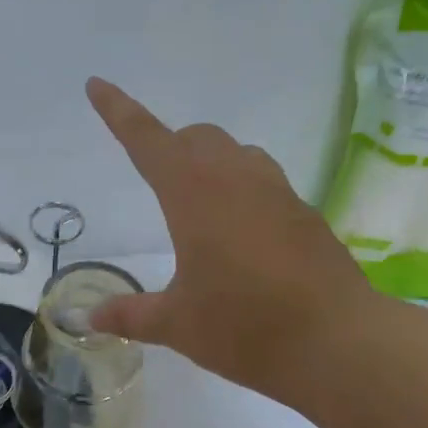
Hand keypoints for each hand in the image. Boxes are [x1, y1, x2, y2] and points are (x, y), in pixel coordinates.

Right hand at [85, 77, 375, 404]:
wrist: (336, 341)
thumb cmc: (243, 326)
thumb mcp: (177, 324)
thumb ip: (131, 314)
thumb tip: (91, 318)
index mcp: (194, 194)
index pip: (147, 140)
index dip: (119, 112)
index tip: (97, 85)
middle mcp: (237, 179)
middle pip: (197, 138)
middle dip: (171, 147)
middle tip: (157, 183)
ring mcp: (278, 193)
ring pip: (237, 154)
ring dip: (212, 164)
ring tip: (201, 209)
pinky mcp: (305, 214)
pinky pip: (266, 183)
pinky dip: (244, 193)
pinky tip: (244, 239)